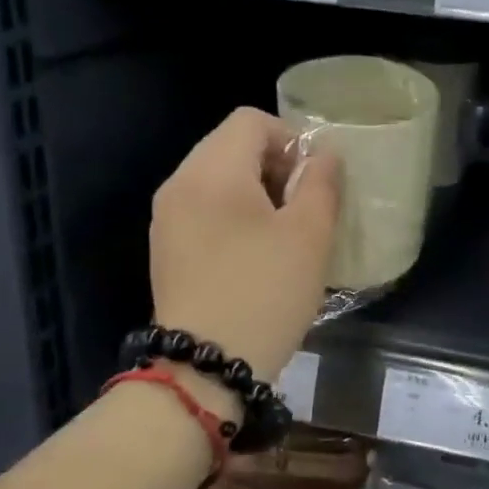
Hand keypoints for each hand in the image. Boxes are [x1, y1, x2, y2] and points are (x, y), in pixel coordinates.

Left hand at [150, 107, 339, 380]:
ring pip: (217, 179)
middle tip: (303, 209)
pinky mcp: (165, 248)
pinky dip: (232, 216)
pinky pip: (203, 209)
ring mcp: (166, 218)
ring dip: (255, 192)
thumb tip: (323, 154)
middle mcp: (180, 183)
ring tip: (282, 234)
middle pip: (230, 146)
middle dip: (274, 166)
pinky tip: (253, 255)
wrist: (205, 367)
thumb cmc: (265, 293)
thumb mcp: (309, 236)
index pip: (251, 121)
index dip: (291, 139)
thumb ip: (321, 183)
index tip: (313, 182)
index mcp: (212, 170)